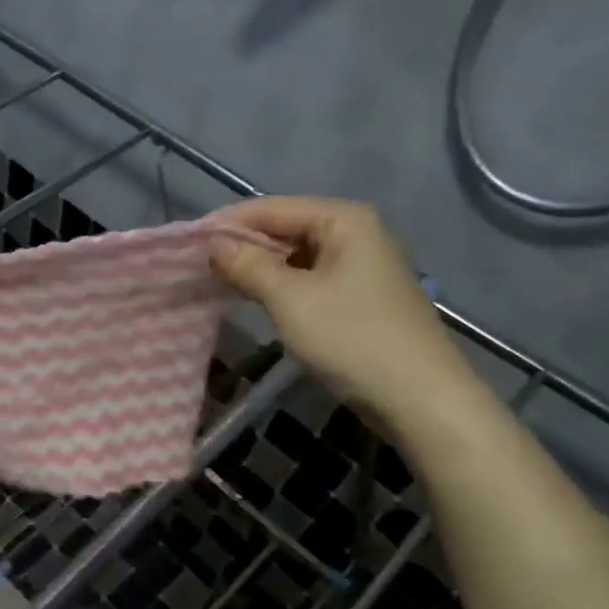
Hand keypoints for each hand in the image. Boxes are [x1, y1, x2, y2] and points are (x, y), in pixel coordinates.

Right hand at [210, 197, 475, 428]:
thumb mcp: (289, 299)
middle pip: (285, 228)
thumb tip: (213, 243)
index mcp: (343, 220)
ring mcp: (362, 266)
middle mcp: (356, 233)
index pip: (271, 208)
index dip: (227, 224)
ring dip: (260, 268)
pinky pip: (310, 278)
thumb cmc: (351, 339)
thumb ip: (247, 265)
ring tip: (219, 283)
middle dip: (243, 246)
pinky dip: (281, 286)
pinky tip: (257, 300)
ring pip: (297, 256)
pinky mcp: (362, 296)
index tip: (187, 244)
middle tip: (198, 266)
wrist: (421, 400)